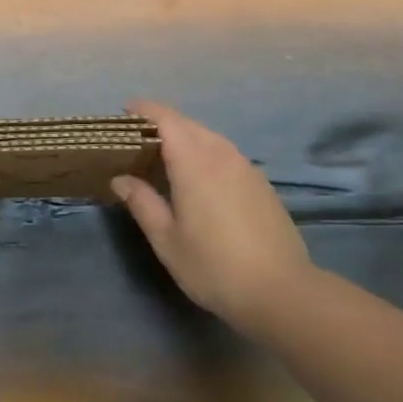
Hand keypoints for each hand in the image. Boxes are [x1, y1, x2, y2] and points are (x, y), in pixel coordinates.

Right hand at [112, 100, 313, 337]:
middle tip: (138, 141)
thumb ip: (142, 203)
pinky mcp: (261, 182)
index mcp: (194, 162)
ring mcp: (246, 166)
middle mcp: (221, 154)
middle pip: (187, 124)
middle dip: (161, 124)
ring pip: (209, 137)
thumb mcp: (167, 240)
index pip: (166, 119)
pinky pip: (226, 154)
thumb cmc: (214, 266)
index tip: (125, 112)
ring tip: (165, 158)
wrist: (281, 291)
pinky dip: (206, 153)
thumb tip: (121, 179)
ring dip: (185, 138)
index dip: (144, 110)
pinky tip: (200, 179)